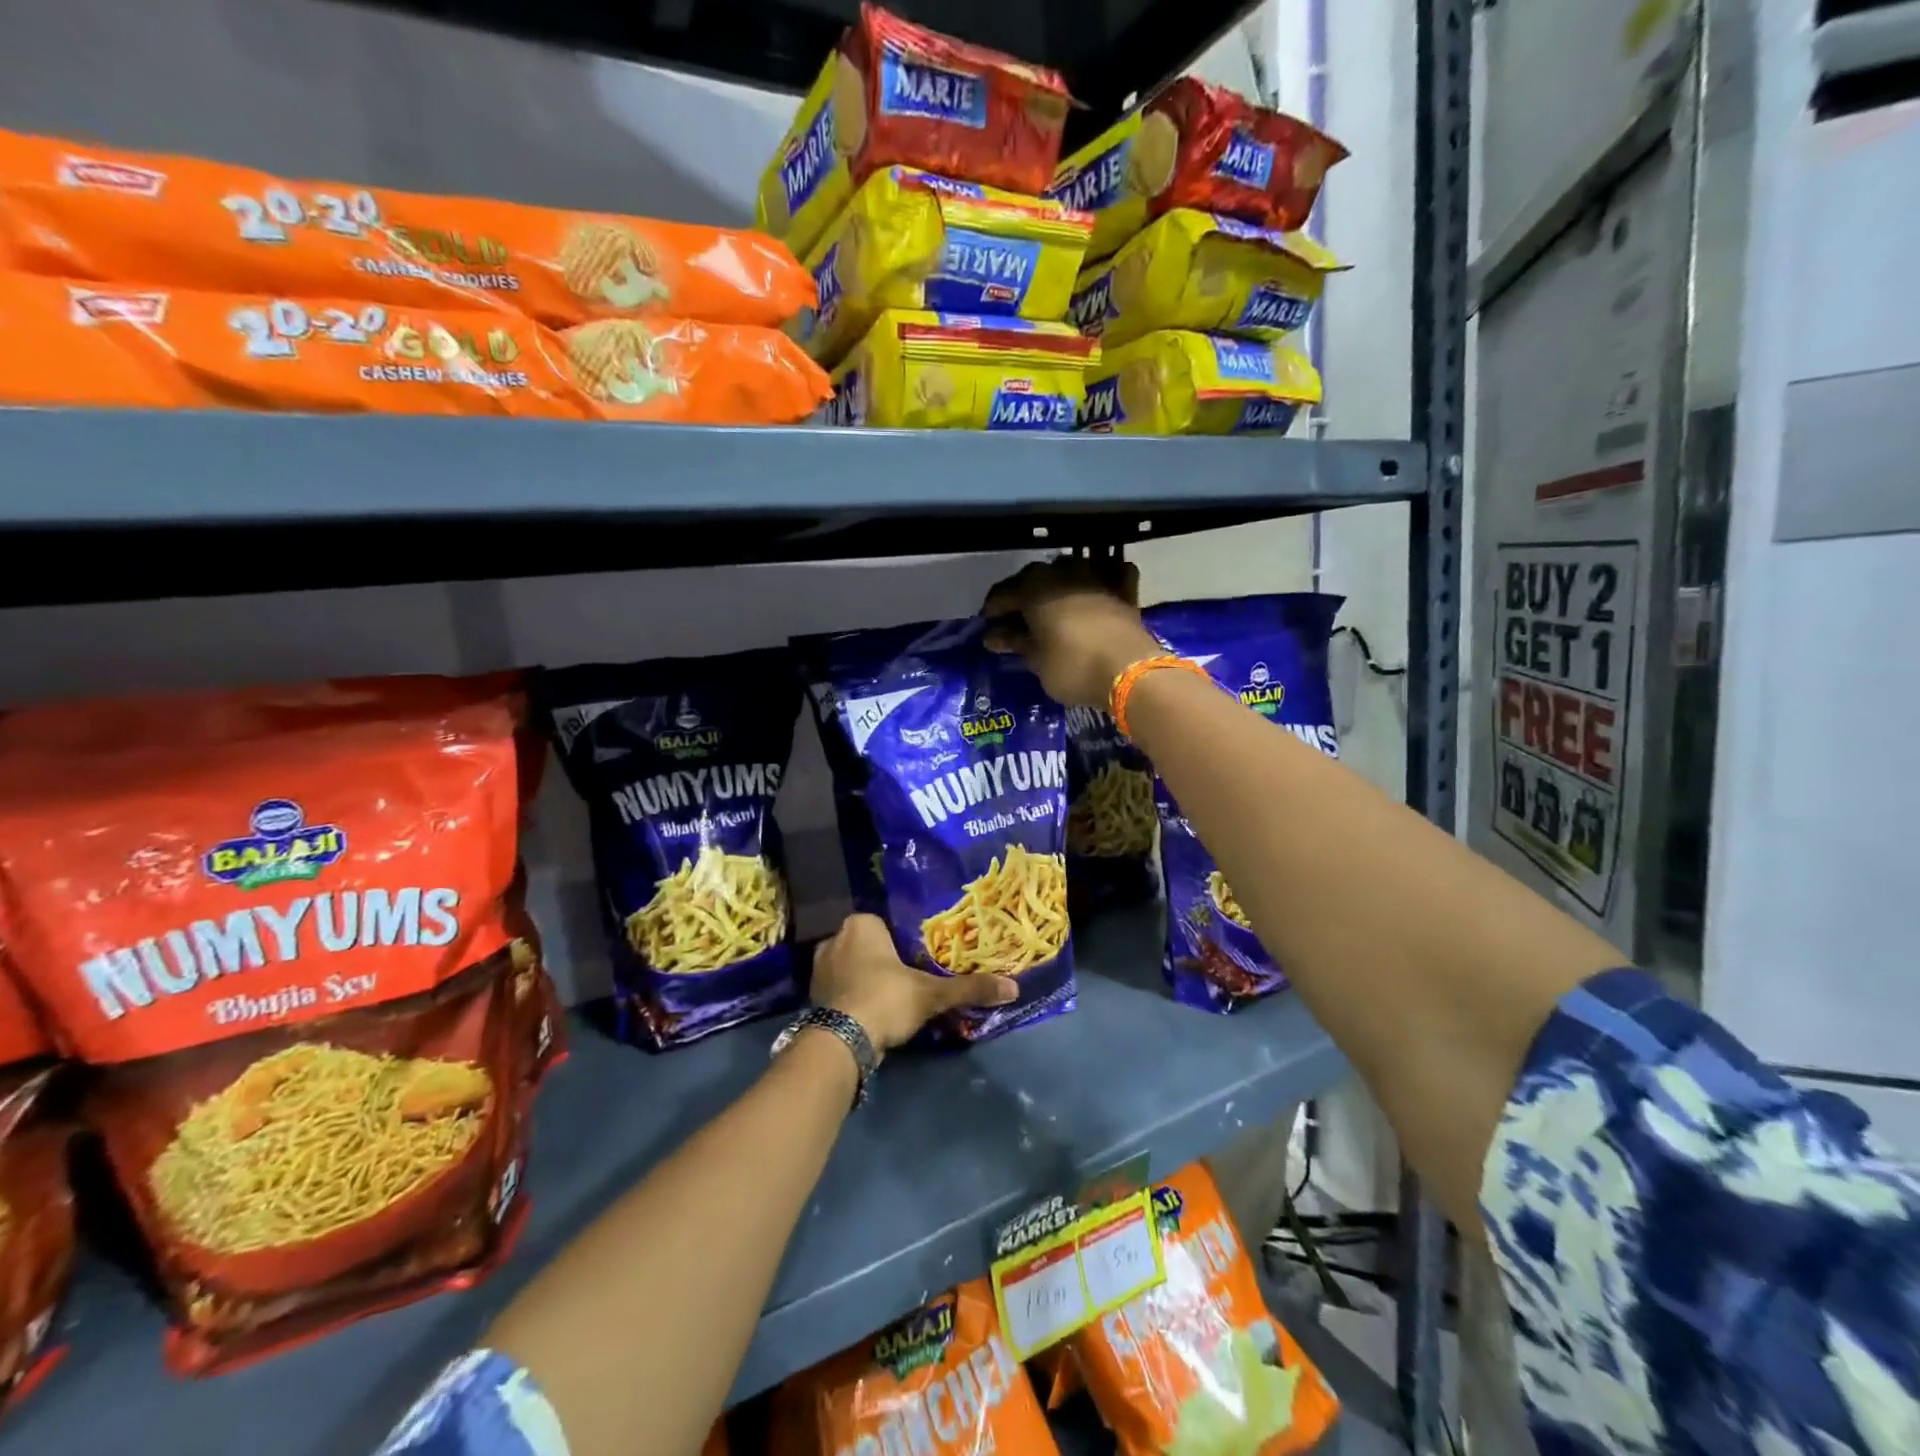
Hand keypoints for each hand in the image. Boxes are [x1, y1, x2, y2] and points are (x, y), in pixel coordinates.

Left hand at [811, 914, 1016, 1053]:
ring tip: (891, 998)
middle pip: (869, 945)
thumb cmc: (886, 999)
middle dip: (885, 961)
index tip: (919, 960)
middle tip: (909, 979)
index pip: (887, 924)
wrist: (842, 1041)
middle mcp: (835, 938)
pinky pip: (840, 988)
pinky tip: (871, 1012)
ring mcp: (820, 967)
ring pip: (853, 967)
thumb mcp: (932, 993)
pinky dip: (854, 997)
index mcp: (861, 924)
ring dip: (868, 979)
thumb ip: (969, 988)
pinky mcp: (813, 995)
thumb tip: (1013, 988)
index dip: (904, 942)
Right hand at [982, 558, 1161, 707]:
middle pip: (1034, 578)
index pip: (1003, 594)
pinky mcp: (1123, 589)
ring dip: (1058, 583)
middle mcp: (1062, 573)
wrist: (1129, 671)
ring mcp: (1096, 576)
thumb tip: (993, 636)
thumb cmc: (1072, 667)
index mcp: (1033, 589)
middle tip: (1017, 618)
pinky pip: (1110, 572)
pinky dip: (1103, 575)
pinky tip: (1098, 585)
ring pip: (1070, 569)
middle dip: (1023, 595)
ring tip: (1052, 604)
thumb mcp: (1037, 661)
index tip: (987, 626)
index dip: (993, 610)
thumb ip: (1015, 643)